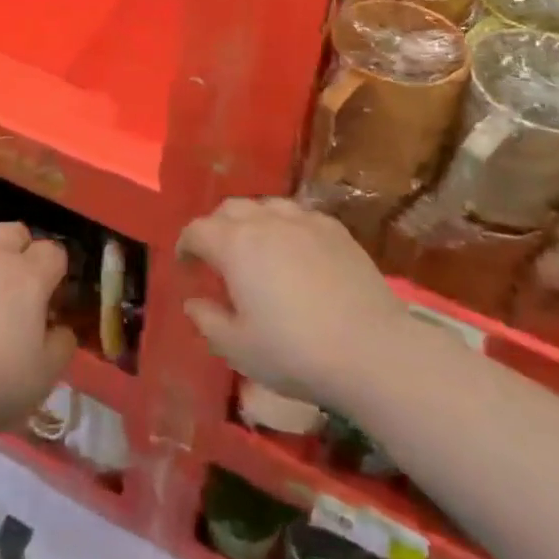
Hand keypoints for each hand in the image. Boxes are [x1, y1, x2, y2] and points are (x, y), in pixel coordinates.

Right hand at [179, 198, 407, 403]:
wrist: (372, 351)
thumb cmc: (295, 352)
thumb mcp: (239, 348)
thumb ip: (208, 321)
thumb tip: (193, 302)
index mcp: (234, 245)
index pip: (197, 230)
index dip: (186, 245)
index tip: (186, 265)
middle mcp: (264, 221)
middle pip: (229, 209)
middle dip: (216, 227)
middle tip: (218, 256)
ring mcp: (303, 221)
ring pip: (265, 206)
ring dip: (252, 222)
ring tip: (256, 248)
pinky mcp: (334, 230)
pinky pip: (299, 215)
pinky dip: (286, 226)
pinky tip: (294, 249)